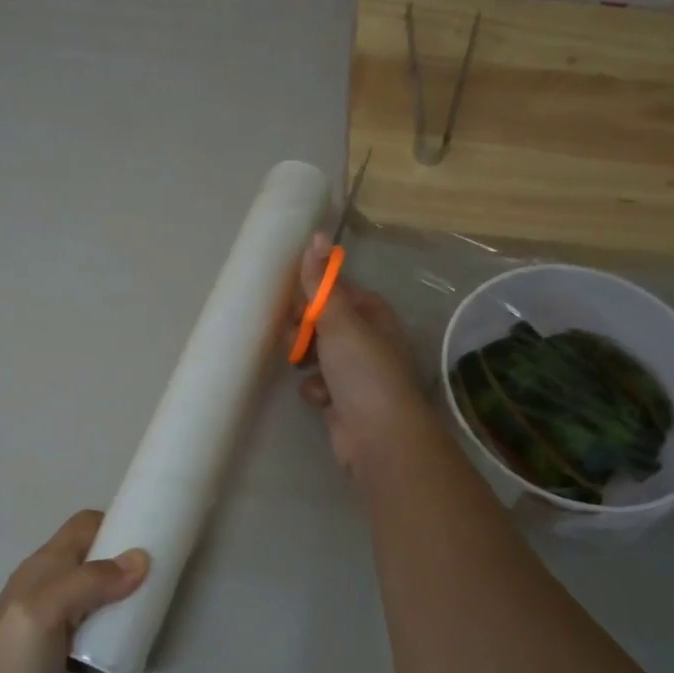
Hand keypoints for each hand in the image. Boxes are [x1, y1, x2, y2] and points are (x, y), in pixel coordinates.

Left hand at [0, 511, 147, 672]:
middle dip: (129, 560)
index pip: (85, 526)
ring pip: (99, 590)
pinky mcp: (64, 647)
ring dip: (127, 593)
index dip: (118, 523)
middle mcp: (52, 583)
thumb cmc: (12, 661)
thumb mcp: (48, 611)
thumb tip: (142, 558)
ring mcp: (57, 617)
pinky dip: (118, 623)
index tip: (155, 536)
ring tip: (156, 607)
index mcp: (46, 565)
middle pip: (96, 556)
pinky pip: (98, 622)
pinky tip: (134, 638)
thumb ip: (90, 581)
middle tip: (164, 577)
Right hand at [294, 233, 431, 477]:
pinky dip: (315, 390)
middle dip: (303, 331)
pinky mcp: (343, 401)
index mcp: (373, 315)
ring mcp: (355, 373)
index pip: (336, 293)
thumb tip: (317, 236)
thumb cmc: (362, 371)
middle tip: (295, 340)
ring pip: (316, 355)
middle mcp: (367, 341)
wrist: (378, 436)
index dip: (313, 297)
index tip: (295, 306)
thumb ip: (322, 282)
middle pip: (323, 324)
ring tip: (302, 367)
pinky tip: (320, 399)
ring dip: (305, 361)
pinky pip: (318, 385)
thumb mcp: (339, 320)